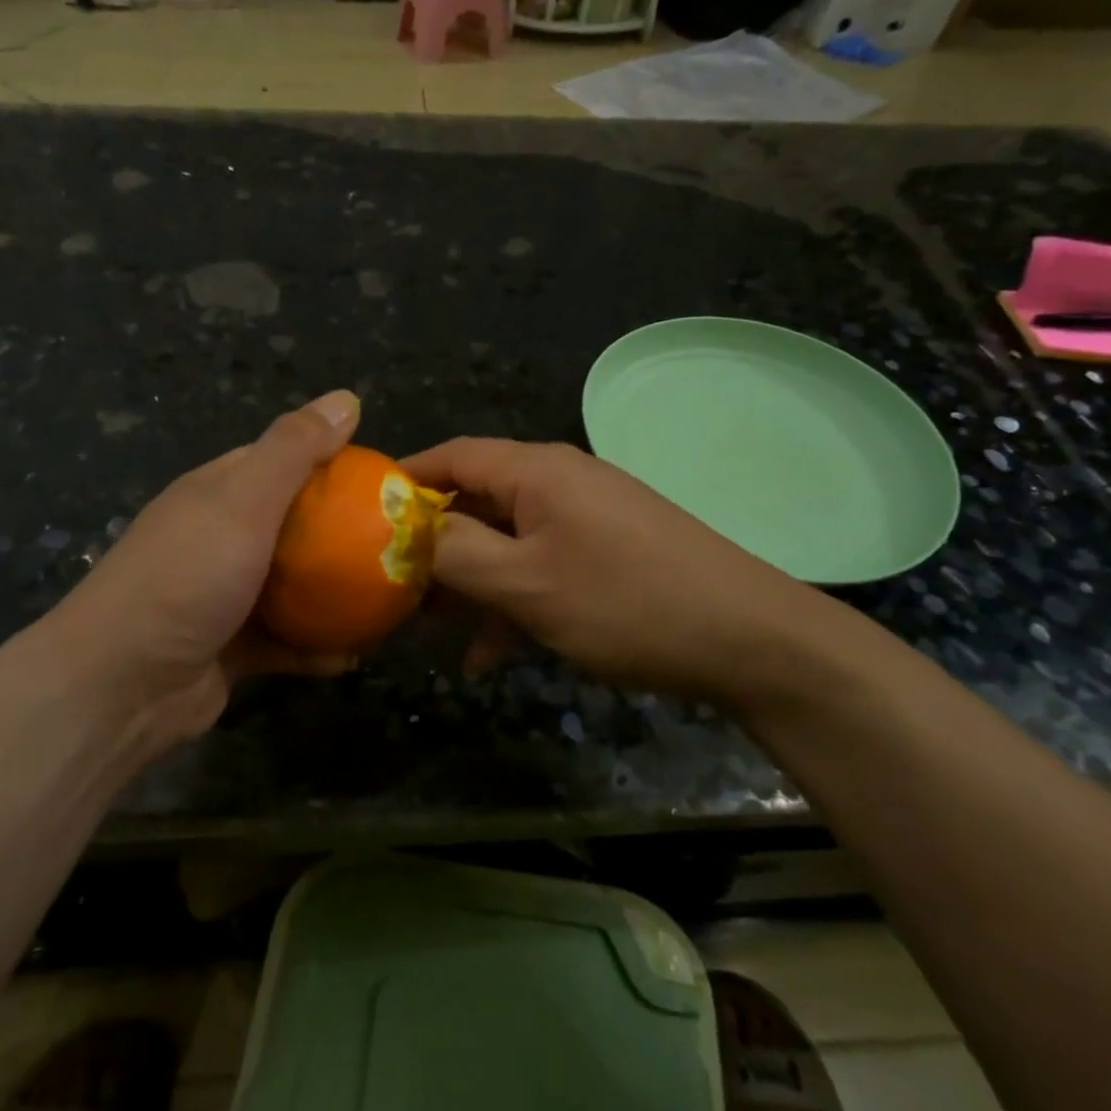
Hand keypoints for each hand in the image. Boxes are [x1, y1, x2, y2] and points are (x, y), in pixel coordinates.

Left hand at [33, 391, 362, 755]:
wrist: (121, 687)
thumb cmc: (186, 577)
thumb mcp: (243, 500)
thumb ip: (294, 449)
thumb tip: (346, 397)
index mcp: (218, 493)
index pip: (282, 460)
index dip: (333, 462)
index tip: (385, 479)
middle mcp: (221, 538)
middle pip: (295, 525)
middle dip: (344, 532)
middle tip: (399, 542)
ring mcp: (225, 596)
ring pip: (295, 586)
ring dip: (336, 592)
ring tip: (390, 596)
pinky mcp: (233, 649)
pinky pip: (287, 641)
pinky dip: (317, 646)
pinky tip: (357, 653)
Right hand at [402, 438, 848, 702]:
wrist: (749, 639)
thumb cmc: (626, 603)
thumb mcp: (526, 584)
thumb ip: (458, 554)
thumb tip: (413, 532)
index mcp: (536, 471)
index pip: (453, 456)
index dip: (404, 481)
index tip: (360, 517)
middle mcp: (559, 481)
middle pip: (476, 500)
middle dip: (432, 544)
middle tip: (391, 587)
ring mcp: (587, 517)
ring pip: (506, 540)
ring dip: (470, 583)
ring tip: (433, 630)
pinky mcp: (607, 551)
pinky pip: (541, 565)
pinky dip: (512, 600)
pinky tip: (491, 654)